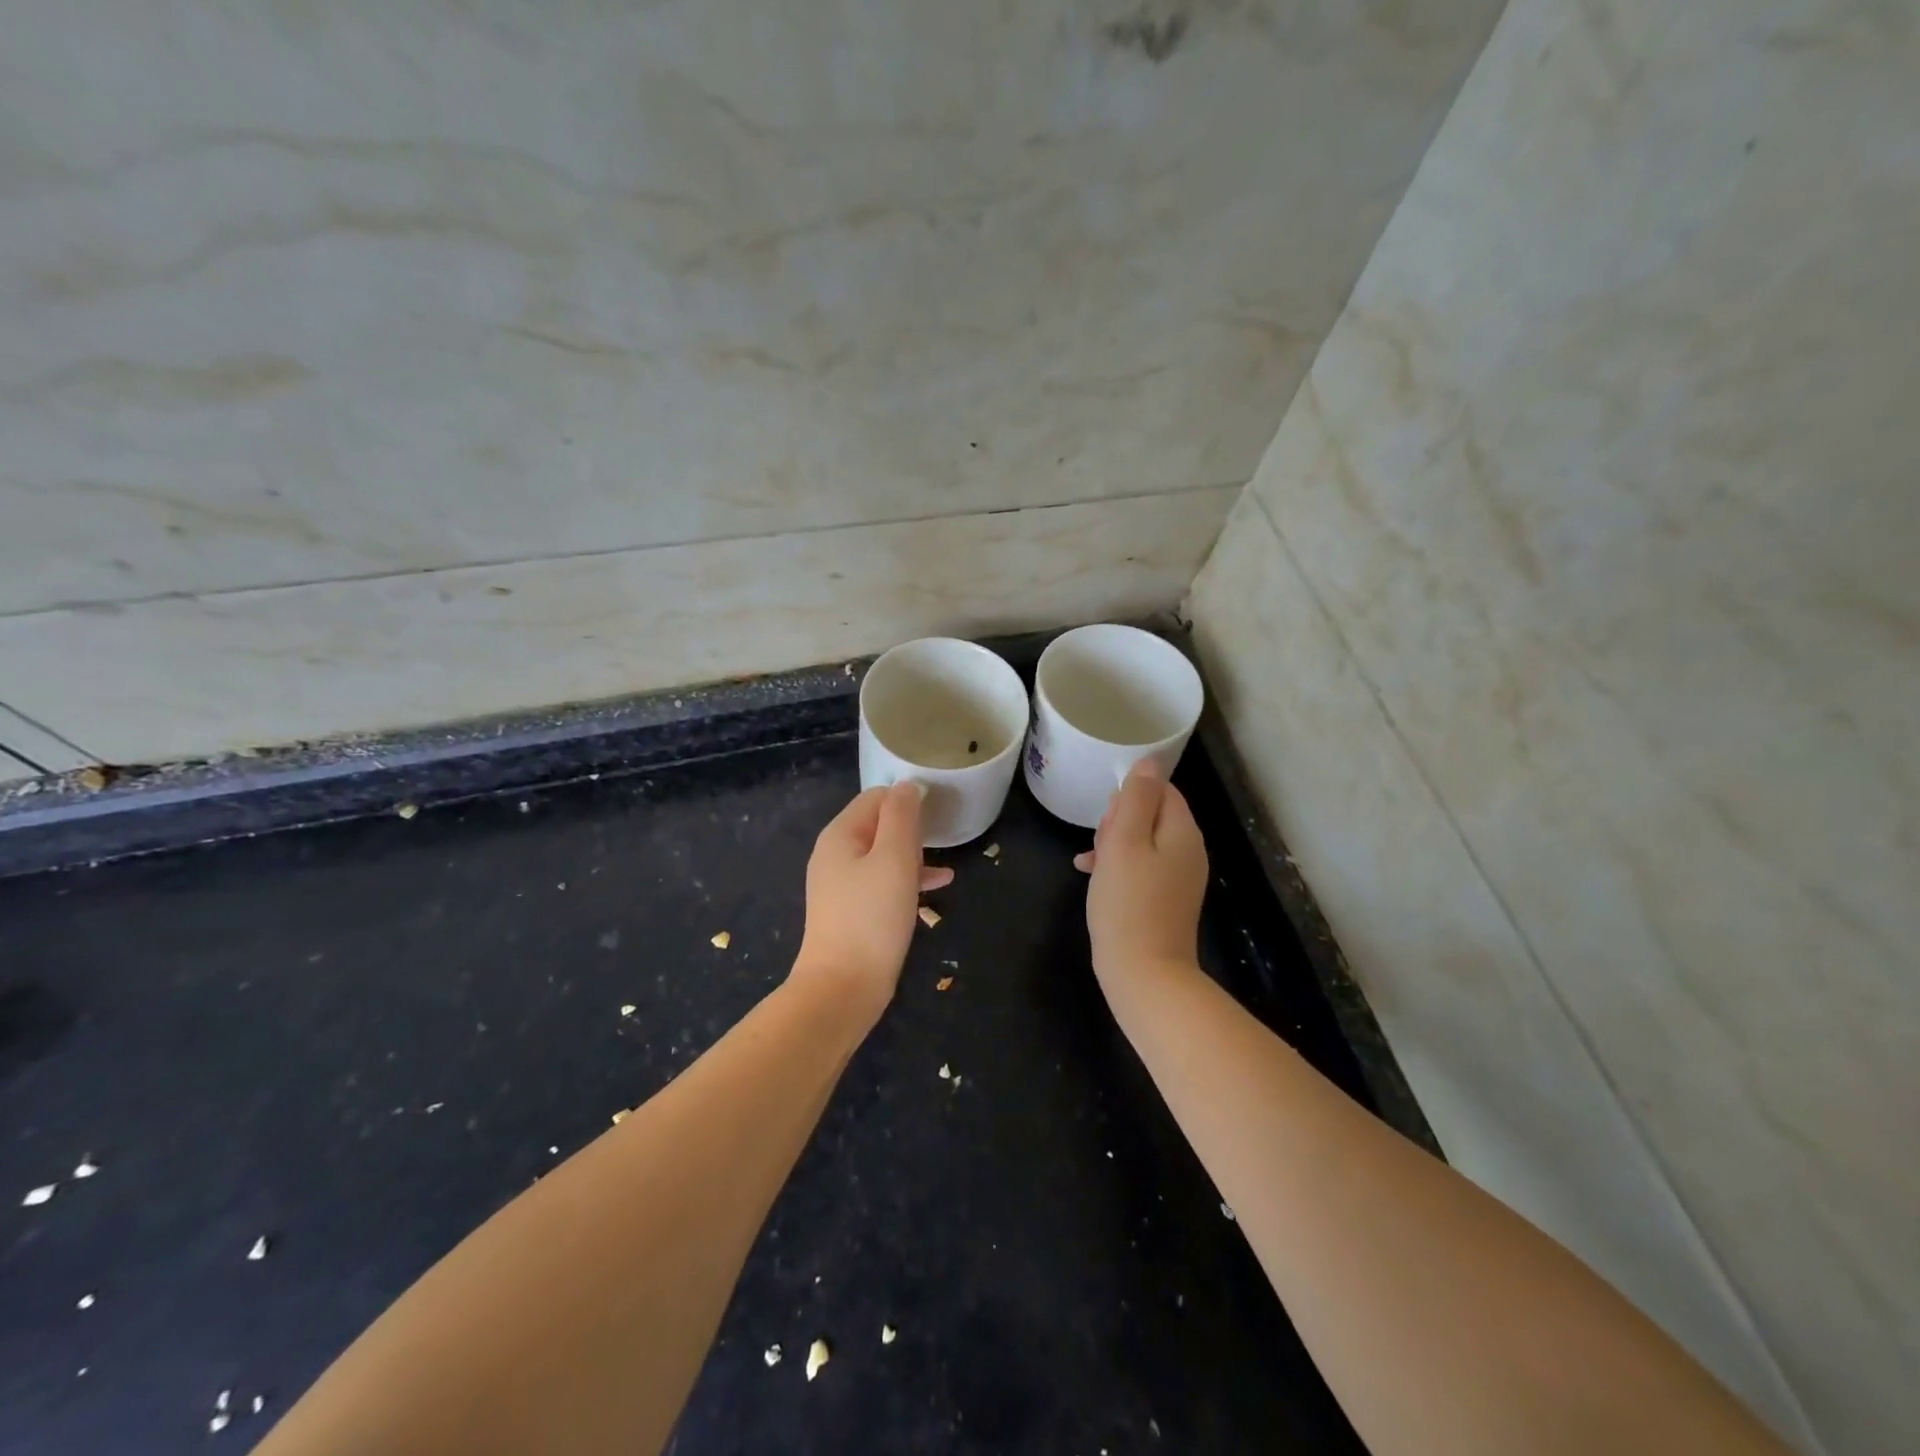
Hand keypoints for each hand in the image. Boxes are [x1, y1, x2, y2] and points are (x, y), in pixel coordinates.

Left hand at [792, 784, 953, 1019]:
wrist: (843, 987)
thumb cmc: (872, 916)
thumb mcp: (894, 858)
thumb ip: (901, 817)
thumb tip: (907, 786)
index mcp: (840, 835)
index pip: (876, 798)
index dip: (907, 798)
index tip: (939, 810)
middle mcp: (835, 854)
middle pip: (878, 825)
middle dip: (912, 828)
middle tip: (942, 838)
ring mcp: (841, 885)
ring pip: (883, 855)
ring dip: (914, 855)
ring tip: (945, 863)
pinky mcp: (852, 911)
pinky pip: (882, 882)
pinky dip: (907, 880)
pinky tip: (937, 887)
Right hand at [1074, 760, 1208, 980]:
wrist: (1145, 975)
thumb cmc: (1128, 903)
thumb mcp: (1123, 843)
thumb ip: (1134, 799)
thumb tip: (1147, 763)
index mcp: (1182, 832)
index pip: (1161, 790)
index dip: (1129, 795)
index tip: (1106, 819)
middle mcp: (1188, 852)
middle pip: (1151, 815)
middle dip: (1119, 821)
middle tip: (1098, 843)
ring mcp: (1178, 879)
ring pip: (1142, 842)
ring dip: (1113, 844)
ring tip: (1090, 861)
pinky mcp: (1165, 901)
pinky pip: (1141, 869)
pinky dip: (1117, 867)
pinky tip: (1091, 876)